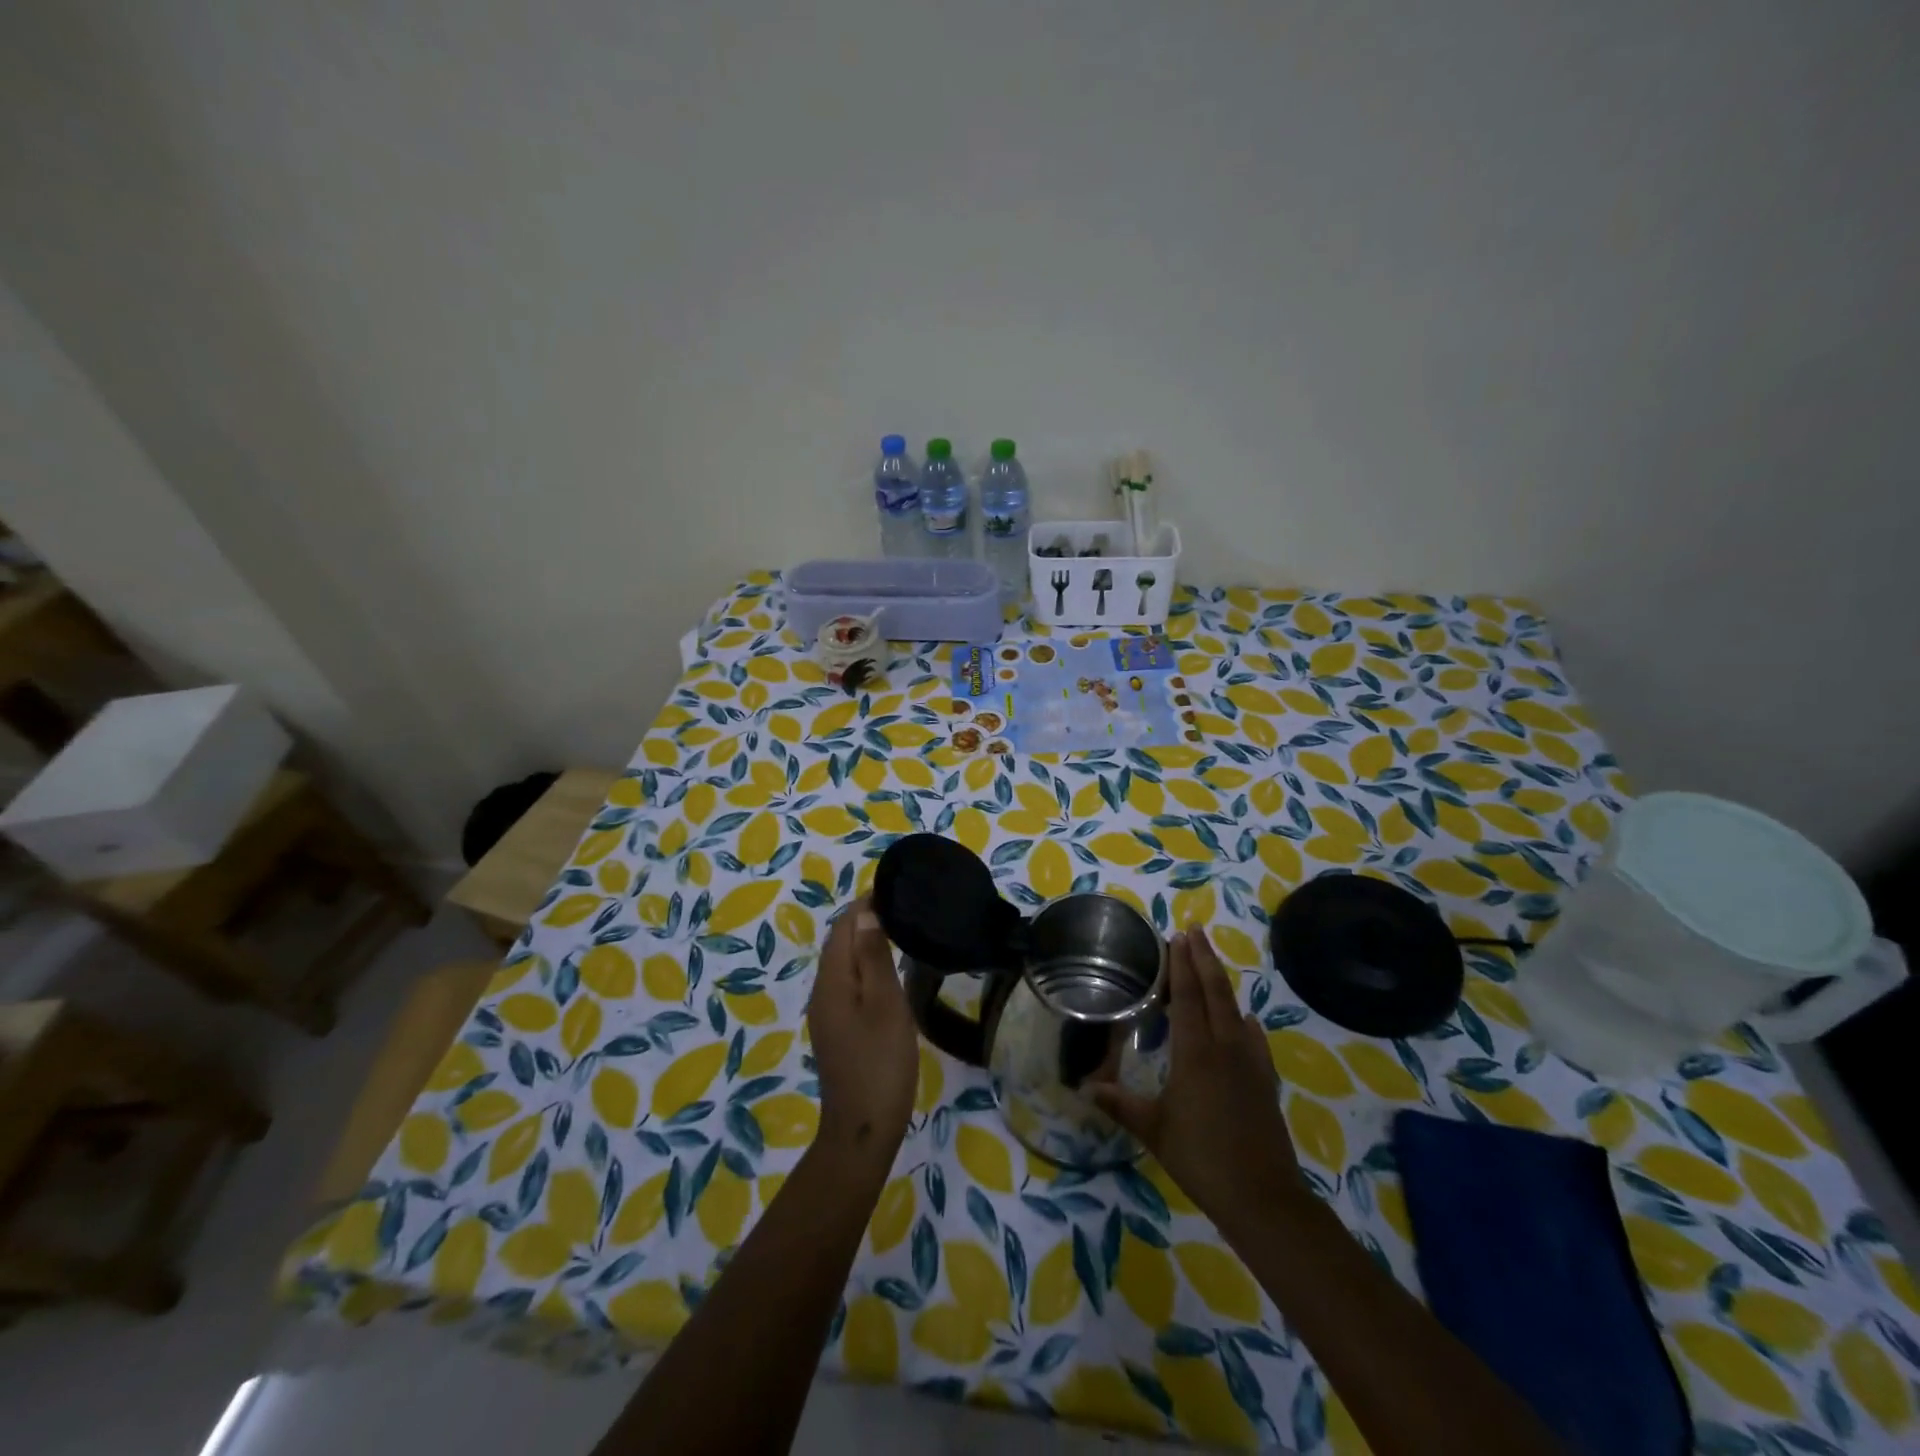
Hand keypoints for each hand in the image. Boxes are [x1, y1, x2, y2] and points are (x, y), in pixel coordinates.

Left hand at [806, 897, 919, 1158]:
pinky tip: (889, 972)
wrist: (863, 1130)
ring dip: (866, 942)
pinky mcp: (837, 1029)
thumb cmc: (880, 1063)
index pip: (844, 927)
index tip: (897, 889)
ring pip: (844, 963)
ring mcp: (827, 1012)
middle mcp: (822, 991)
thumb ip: (873, 958)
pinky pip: (848, 982)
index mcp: (832, 981)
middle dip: (866, 919)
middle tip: (905, 906)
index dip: (866, 904)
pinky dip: (866, 966)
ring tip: (901, 931)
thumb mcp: (885, 1006)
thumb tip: (866, 913)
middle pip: (840, 942)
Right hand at [1093, 927, 1303, 1232]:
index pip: (1187, 996)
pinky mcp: (1265, 1081)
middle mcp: (1225, 1047)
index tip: (1177, 937)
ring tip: (1211, 962)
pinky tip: (1246, 1021)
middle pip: (1215, 992)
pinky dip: (1245, 1022)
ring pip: (1235, 1009)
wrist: (1263, 1196)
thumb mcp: (1154, 1130)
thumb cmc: (1202, 1157)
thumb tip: (1084, 1088)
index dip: (1181, 965)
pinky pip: (1254, 1040)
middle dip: (1204, 959)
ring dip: (1222, 982)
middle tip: (1194, 930)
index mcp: (1196, 1052)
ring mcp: (1250, 1063)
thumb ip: (1120, 1104)